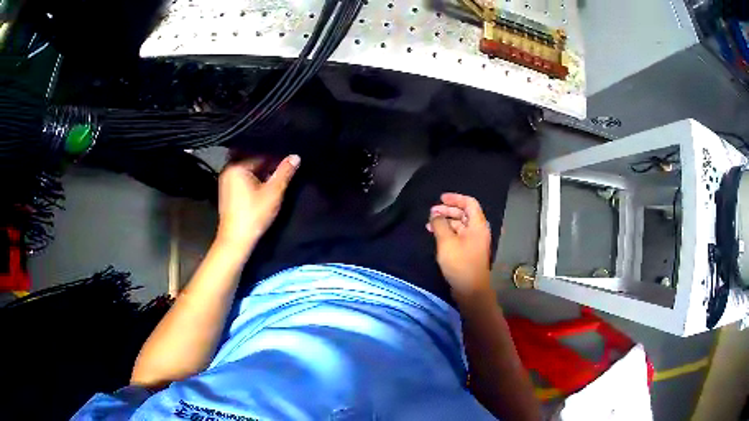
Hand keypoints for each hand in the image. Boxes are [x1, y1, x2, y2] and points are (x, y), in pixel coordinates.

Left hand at [216, 155, 299, 250]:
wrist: (236, 240)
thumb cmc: (254, 214)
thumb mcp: (273, 193)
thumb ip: (285, 173)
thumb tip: (296, 156)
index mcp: (237, 166)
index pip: (261, 155)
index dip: (277, 159)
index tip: (289, 165)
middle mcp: (229, 170)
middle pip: (254, 163)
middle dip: (269, 167)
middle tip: (285, 172)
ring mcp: (226, 182)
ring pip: (249, 173)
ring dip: (262, 175)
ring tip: (276, 181)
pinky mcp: (227, 194)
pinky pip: (243, 181)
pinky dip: (253, 182)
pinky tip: (264, 190)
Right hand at [427, 193, 491, 298]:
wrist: (471, 289)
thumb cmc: (460, 263)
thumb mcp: (446, 242)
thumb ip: (440, 224)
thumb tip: (435, 215)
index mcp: (478, 225)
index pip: (469, 203)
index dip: (455, 198)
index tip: (440, 199)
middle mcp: (478, 231)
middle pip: (464, 213)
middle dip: (447, 211)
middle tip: (431, 213)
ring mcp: (474, 242)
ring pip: (460, 225)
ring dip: (446, 222)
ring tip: (429, 224)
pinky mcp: (469, 251)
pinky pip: (458, 235)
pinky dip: (448, 232)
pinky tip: (436, 235)